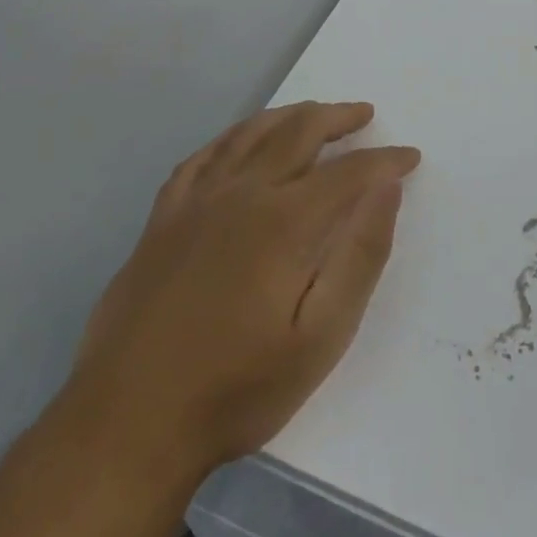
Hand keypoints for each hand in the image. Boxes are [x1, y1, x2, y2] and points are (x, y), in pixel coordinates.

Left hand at [72, 102, 418, 477]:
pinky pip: (203, 156)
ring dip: (289, 116)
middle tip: (364, 114)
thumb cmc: (236, 388)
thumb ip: (360, 257)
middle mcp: (240, 194)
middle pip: (297, 133)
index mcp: (283, 222)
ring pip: (249, 134)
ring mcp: (195, 203)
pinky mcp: (162, 219)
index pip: (348, 172)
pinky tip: (242, 141)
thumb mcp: (320, 338)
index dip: (384, 160)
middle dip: (337, 118)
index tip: (410, 157)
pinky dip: (232, 137)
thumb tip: (386, 190)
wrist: (127, 424)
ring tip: (313, 113)